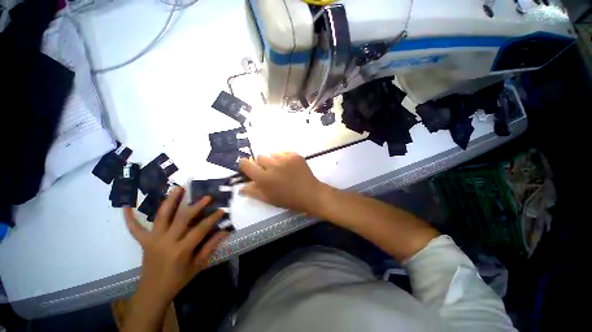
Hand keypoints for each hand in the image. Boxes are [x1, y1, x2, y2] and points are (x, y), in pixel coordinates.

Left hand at [124, 187, 228, 304]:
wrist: (153, 292)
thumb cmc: (178, 279)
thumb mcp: (198, 265)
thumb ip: (211, 246)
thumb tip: (225, 231)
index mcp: (181, 250)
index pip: (201, 229)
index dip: (212, 218)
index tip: (221, 210)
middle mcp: (166, 242)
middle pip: (182, 219)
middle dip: (196, 206)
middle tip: (206, 196)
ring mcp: (153, 240)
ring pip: (162, 216)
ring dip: (170, 201)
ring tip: (178, 188)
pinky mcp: (144, 241)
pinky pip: (134, 228)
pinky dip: (129, 217)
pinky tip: (126, 205)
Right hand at [238, 152, 328, 214]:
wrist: (310, 193)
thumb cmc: (289, 199)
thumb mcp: (269, 199)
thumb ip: (253, 192)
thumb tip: (240, 188)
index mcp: (264, 178)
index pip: (246, 165)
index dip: (244, 164)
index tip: (247, 166)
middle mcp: (273, 166)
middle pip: (260, 156)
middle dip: (261, 163)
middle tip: (268, 171)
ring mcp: (285, 159)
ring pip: (272, 153)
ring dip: (273, 160)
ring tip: (280, 168)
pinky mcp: (295, 155)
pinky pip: (283, 152)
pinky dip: (283, 157)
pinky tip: (288, 165)